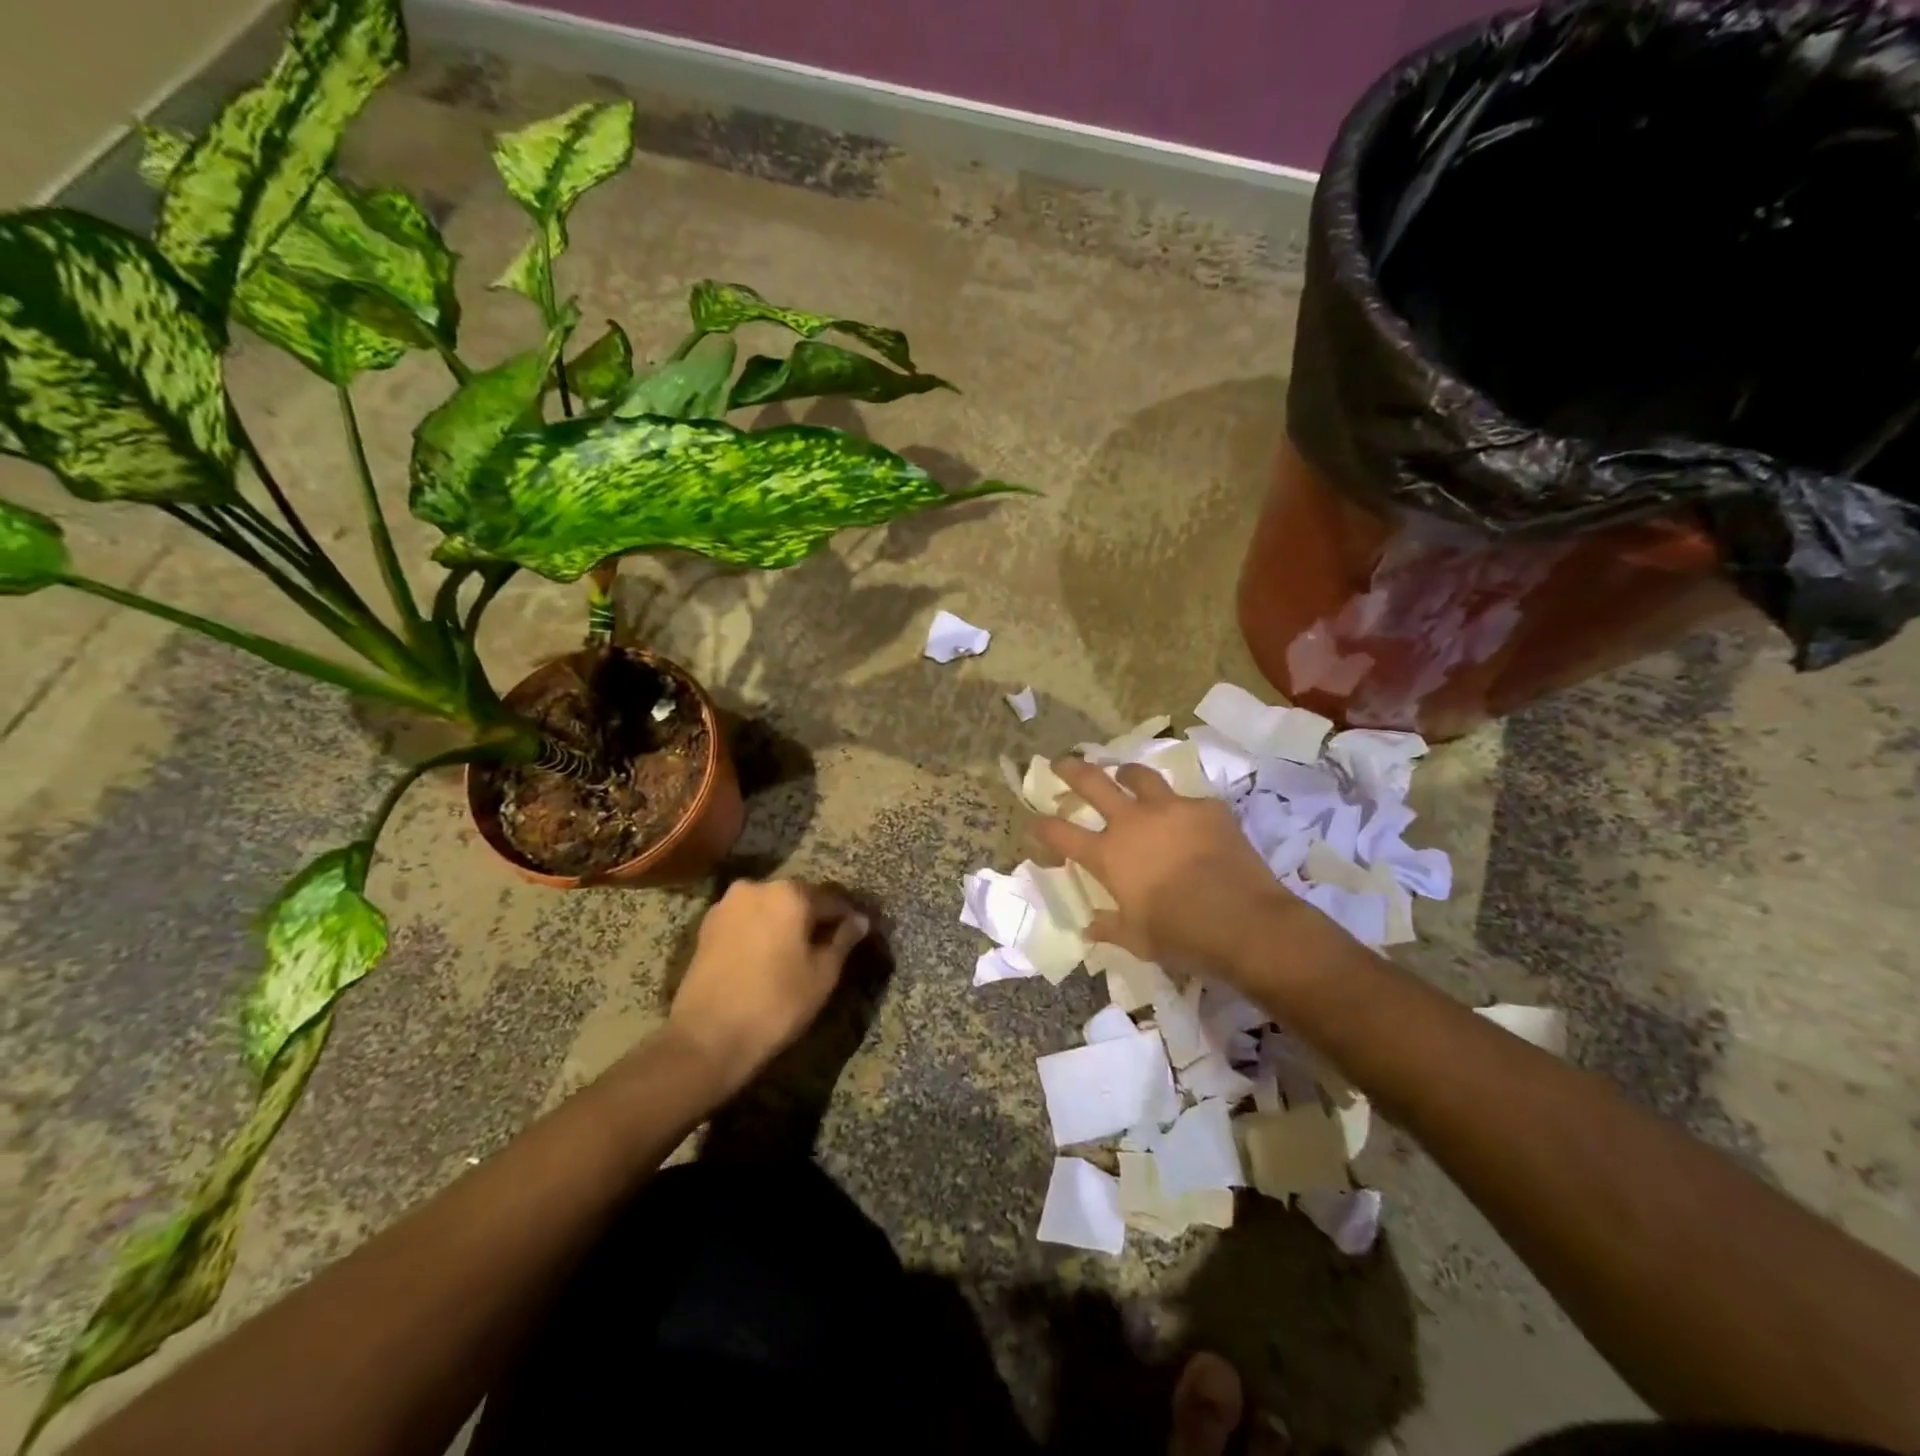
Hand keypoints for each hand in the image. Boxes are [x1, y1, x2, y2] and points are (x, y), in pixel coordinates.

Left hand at [665, 878, 869, 1096]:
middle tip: (827, 946)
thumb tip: (860, 920)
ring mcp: (727, 905)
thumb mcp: (823, 974)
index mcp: (790, 893)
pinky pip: (746, 921)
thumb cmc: (776, 1003)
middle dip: (813, 918)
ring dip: (785, 924)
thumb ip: (843, 940)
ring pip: (769, 908)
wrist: (706, 1037)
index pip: (832, 900)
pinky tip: (766, 958)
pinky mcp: (707, 926)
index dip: (847, 919)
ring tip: (796, 954)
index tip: (856, 935)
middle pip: (798, 898)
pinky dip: (760, 932)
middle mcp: (757, 887)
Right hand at [1031, 756, 1311, 976]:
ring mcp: (1171, 809)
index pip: (1060, 833)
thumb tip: (1090, 927)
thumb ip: (1110, 927)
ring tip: (1125, 775)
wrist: (1245, 923)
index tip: (1032, 821)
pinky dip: (1180, 808)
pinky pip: (1187, 800)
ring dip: (1126, 774)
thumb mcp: (1138, 940)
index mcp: (1108, 855)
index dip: (1041, 826)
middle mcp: (1132, 822)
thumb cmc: (1182, 936)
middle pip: (1092, 782)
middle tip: (1061, 763)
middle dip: (1071, 770)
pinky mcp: (1207, 807)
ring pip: (1139, 775)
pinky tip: (1189, 821)